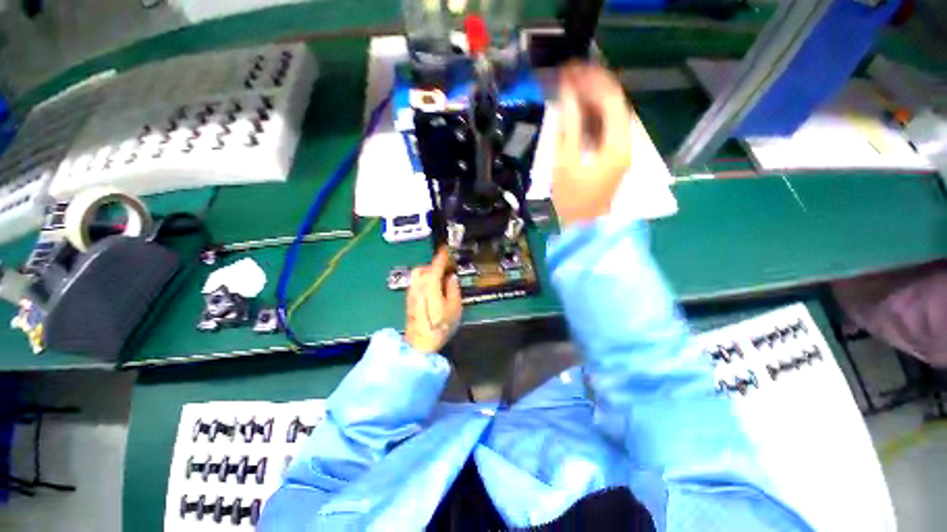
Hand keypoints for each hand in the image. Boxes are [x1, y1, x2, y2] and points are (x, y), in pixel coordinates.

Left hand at [405, 248, 462, 353]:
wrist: (420, 343)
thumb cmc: (440, 326)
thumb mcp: (454, 308)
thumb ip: (453, 289)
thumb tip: (451, 277)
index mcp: (430, 285)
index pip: (436, 265)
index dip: (442, 256)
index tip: (447, 249)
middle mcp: (418, 285)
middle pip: (424, 268)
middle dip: (434, 265)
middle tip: (446, 270)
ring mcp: (411, 292)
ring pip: (418, 274)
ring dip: (429, 272)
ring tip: (440, 280)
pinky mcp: (409, 299)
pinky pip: (416, 282)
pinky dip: (424, 279)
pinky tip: (432, 289)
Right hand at [553, 63, 632, 226]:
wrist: (583, 226)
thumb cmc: (572, 199)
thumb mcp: (566, 163)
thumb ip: (568, 127)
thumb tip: (568, 95)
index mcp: (618, 144)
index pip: (611, 100)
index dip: (593, 81)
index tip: (572, 70)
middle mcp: (625, 142)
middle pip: (614, 104)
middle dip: (593, 85)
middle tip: (570, 74)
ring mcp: (620, 149)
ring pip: (611, 114)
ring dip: (593, 97)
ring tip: (573, 84)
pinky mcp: (612, 155)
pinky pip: (605, 126)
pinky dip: (593, 114)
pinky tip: (579, 107)